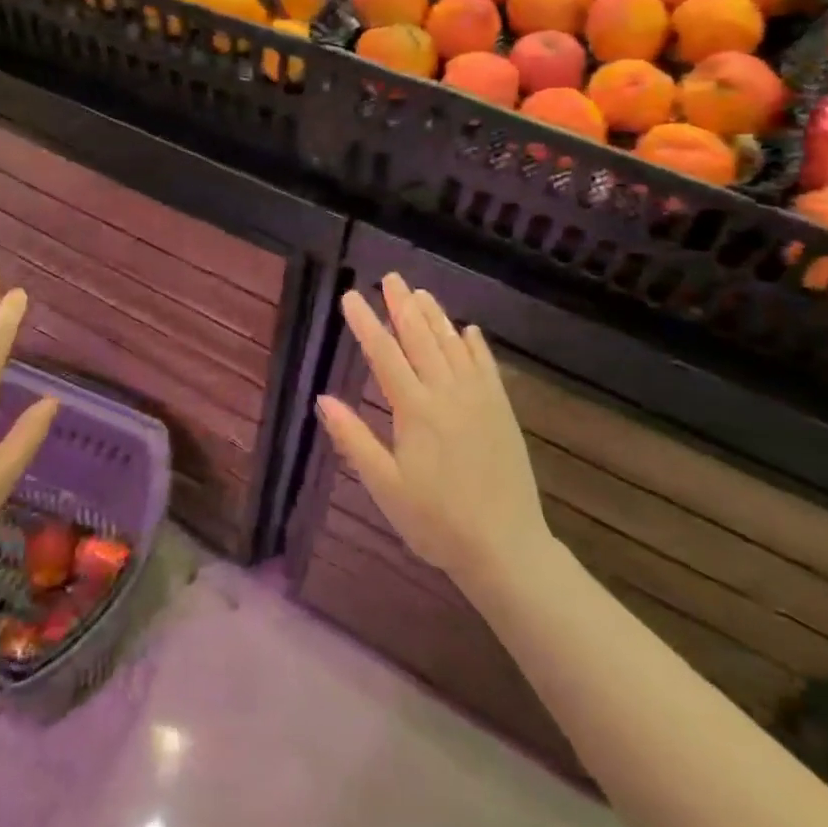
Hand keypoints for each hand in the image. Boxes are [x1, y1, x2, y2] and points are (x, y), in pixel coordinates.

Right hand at [317, 273, 550, 596]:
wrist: (505, 548)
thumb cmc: (435, 522)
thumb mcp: (385, 486)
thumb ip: (353, 439)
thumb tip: (322, 399)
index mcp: (415, 410)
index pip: (384, 354)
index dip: (365, 323)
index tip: (350, 296)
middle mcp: (447, 394)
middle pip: (420, 339)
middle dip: (402, 306)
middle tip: (390, 277)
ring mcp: (479, 400)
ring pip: (453, 346)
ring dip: (435, 317)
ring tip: (420, 293)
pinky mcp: (501, 411)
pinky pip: (487, 367)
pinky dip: (475, 345)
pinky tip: (468, 330)